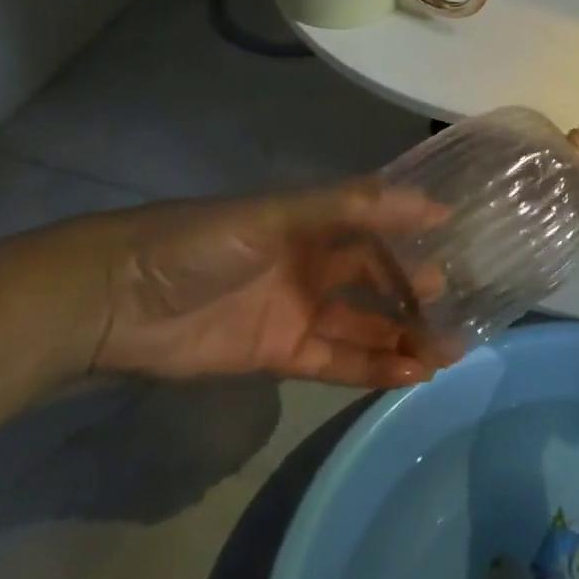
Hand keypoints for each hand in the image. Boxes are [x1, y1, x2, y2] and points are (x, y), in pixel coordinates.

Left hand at [83, 185, 451, 387]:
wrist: (116, 299)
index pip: (380, 232)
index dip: (418, 239)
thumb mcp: (282, 212)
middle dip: (418, 297)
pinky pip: (336, 361)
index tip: (462, 248)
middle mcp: (316, 265)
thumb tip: (433, 203)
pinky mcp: (280, 354)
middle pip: (379, 282)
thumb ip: (354, 207)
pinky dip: (371, 368)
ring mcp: (300, 311)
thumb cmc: (206, 241)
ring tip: (448, 353)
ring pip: (364, 326)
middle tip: (461, 314)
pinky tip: (408, 374)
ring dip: (403, 339)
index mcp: (318, 223)